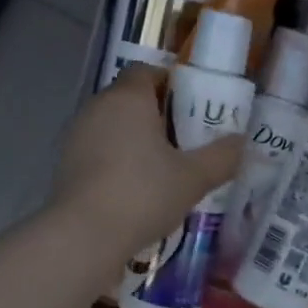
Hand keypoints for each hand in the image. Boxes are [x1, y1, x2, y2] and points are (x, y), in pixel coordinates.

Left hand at [51, 63, 245, 255]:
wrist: (83, 236)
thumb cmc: (142, 194)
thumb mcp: (193, 178)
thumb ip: (222, 157)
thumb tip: (242, 143)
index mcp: (128, 98)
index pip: (146, 71)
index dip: (170, 83)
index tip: (192, 106)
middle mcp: (97, 108)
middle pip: (129, 98)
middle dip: (156, 114)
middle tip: (185, 139)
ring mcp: (76, 136)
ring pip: (112, 126)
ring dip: (134, 140)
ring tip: (162, 168)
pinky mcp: (65, 165)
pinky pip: (98, 151)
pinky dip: (115, 161)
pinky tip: (134, 189)